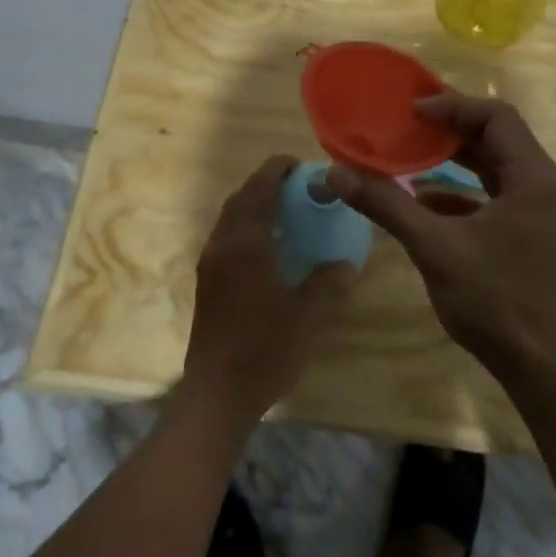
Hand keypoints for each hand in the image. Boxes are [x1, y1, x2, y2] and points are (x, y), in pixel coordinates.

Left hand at [183, 155, 358, 424]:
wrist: (217, 393)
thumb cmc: (265, 350)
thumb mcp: (308, 315)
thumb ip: (329, 282)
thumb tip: (348, 263)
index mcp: (246, 244)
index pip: (259, 190)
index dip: (277, 171)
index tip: (299, 163)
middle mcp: (222, 245)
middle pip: (240, 199)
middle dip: (265, 184)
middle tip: (296, 185)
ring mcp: (210, 264)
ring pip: (230, 218)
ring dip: (254, 204)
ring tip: (285, 210)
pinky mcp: (207, 282)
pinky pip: (227, 238)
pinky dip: (246, 227)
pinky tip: (269, 247)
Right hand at [326, 95, 555, 389]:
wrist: (547, 373)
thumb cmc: (496, 302)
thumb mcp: (435, 248)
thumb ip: (386, 205)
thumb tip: (335, 174)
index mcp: (535, 178)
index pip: (496, 116)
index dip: (451, 106)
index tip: (410, 113)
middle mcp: (547, 186)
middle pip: (499, 138)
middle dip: (451, 131)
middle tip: (406, 128)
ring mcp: (545, 213)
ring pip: (499, 168)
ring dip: (457, 161)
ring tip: (411, 157)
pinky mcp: (537, 236)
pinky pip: (499, 197)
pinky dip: (464, 193)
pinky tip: (427, 204)